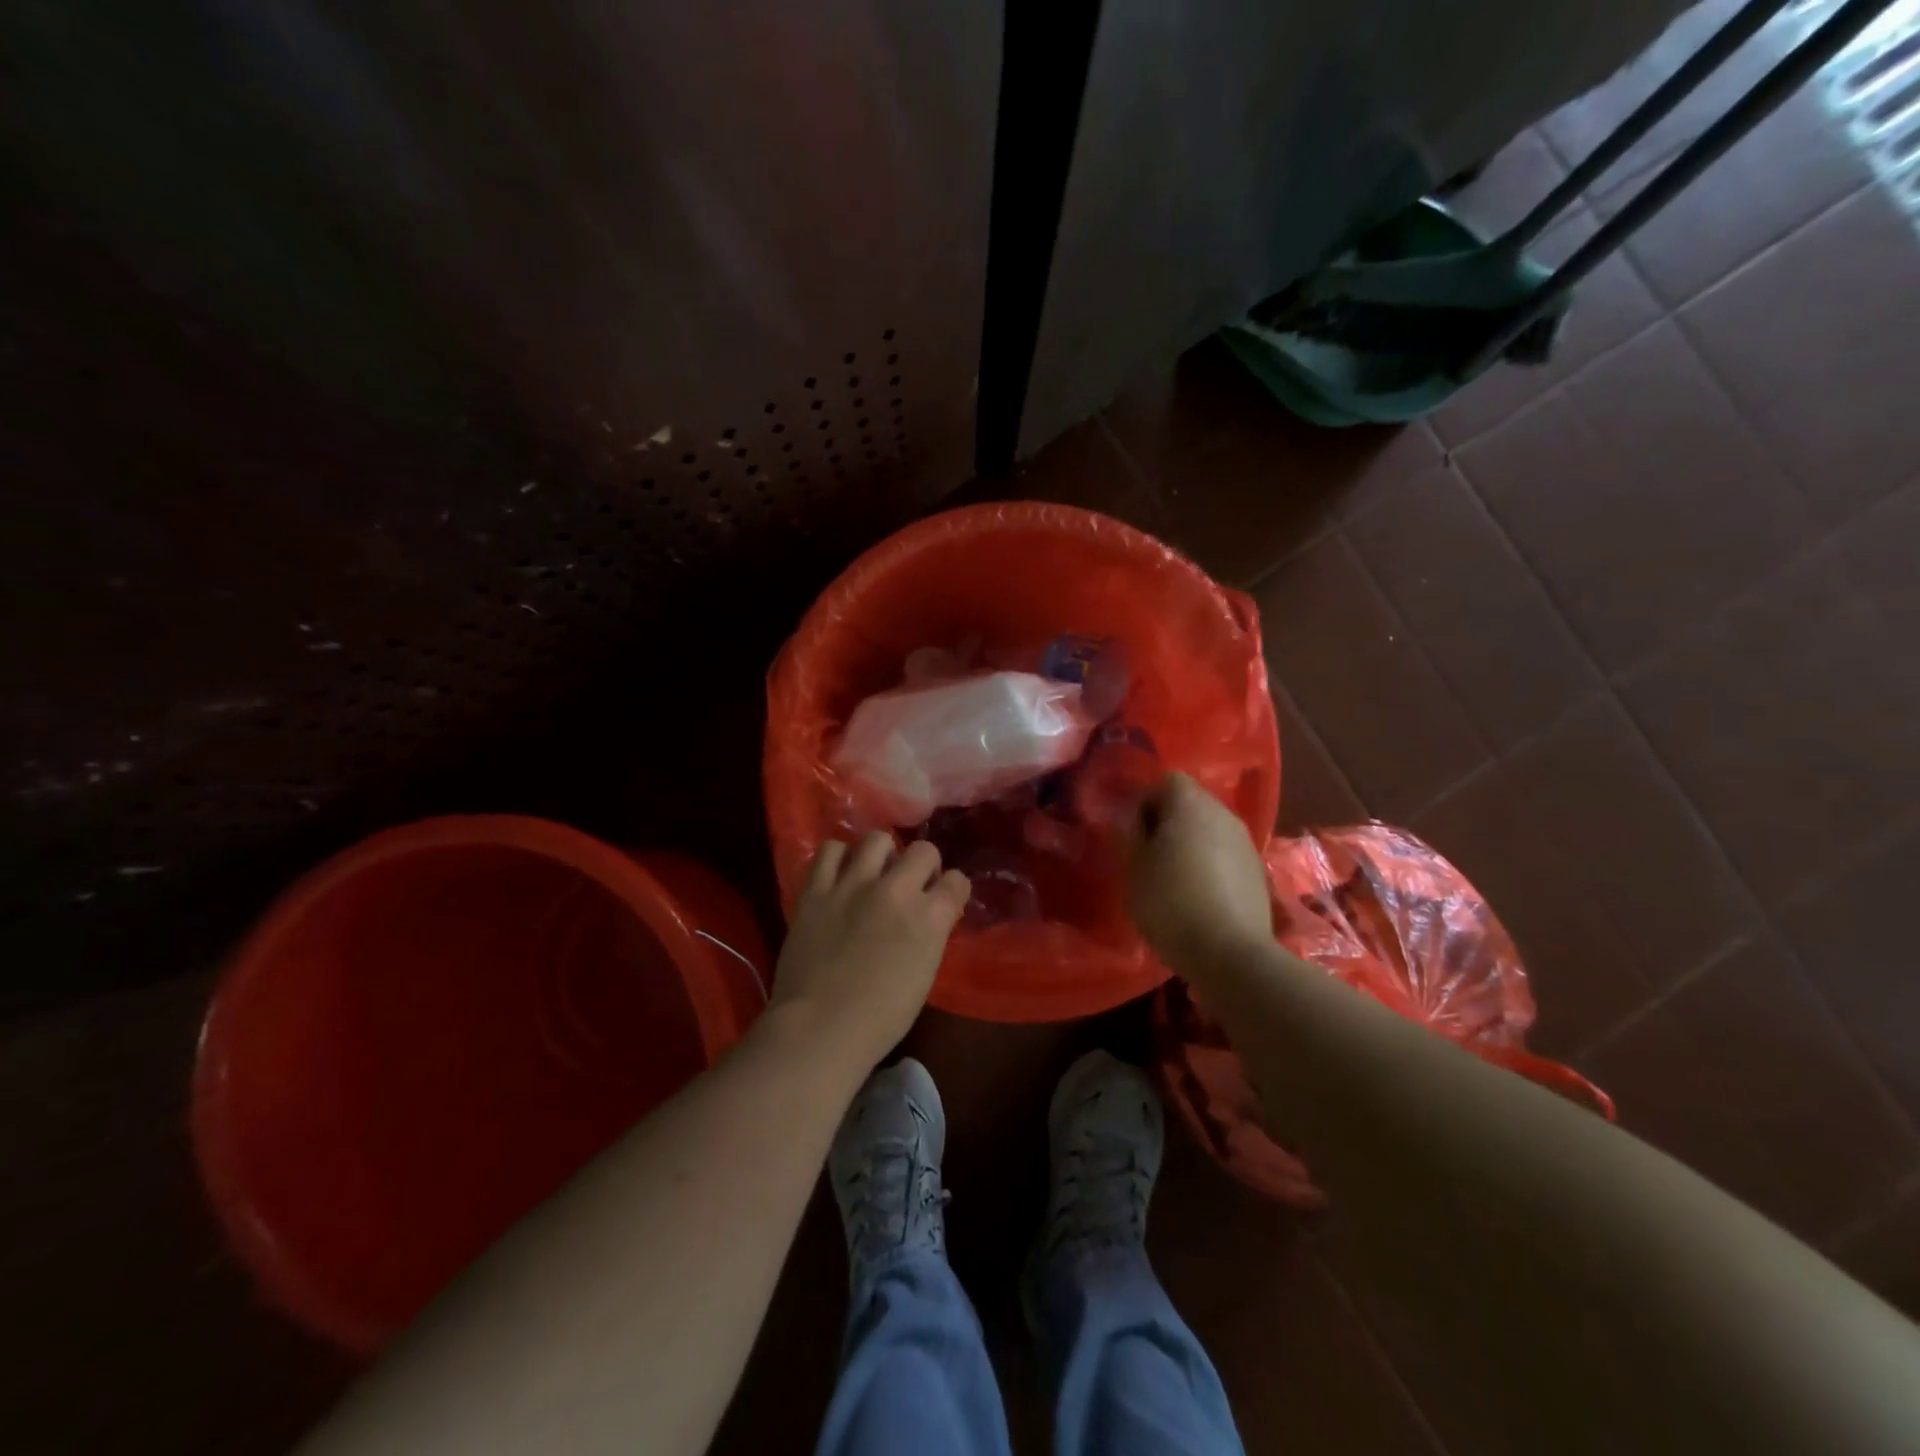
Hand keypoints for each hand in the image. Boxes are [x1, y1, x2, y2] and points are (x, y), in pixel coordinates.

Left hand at [767, 833, 969, 1071]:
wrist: (820, 1028)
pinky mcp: (817, 889)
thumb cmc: (881, 1018)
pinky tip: (839, 873)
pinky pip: (830, 850)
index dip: (953, 888)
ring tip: (873, 873)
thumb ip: (931, 934)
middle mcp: (896, 890)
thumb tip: (930, 915)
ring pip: (877, 839)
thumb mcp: (924, 974)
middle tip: (911, 883)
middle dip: (924, 864)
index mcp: (930, 917)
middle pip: (923, 850)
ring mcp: (853, 885)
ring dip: (882, 855)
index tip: (945, 896)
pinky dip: (838, 857)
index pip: (957, 881)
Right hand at [1126, 772, 1272, 972]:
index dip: (1145, 801)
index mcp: (1190, 804)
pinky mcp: (1258, 871)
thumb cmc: (1171, 903)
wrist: (1231, 954)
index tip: (1132, 832)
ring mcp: (1245, 842)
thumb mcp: (1133, 869)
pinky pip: (1225, 854)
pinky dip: (1210, 865)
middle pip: (1190, 802)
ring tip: (1171, 878)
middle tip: (1147, 855)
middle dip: (1167, 822)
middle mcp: (1223, 813)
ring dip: (1190, 844)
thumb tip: (1128, 816)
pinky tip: (1197, 896)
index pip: (1165, 780)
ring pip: (1209, 829)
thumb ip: (1128, 834)